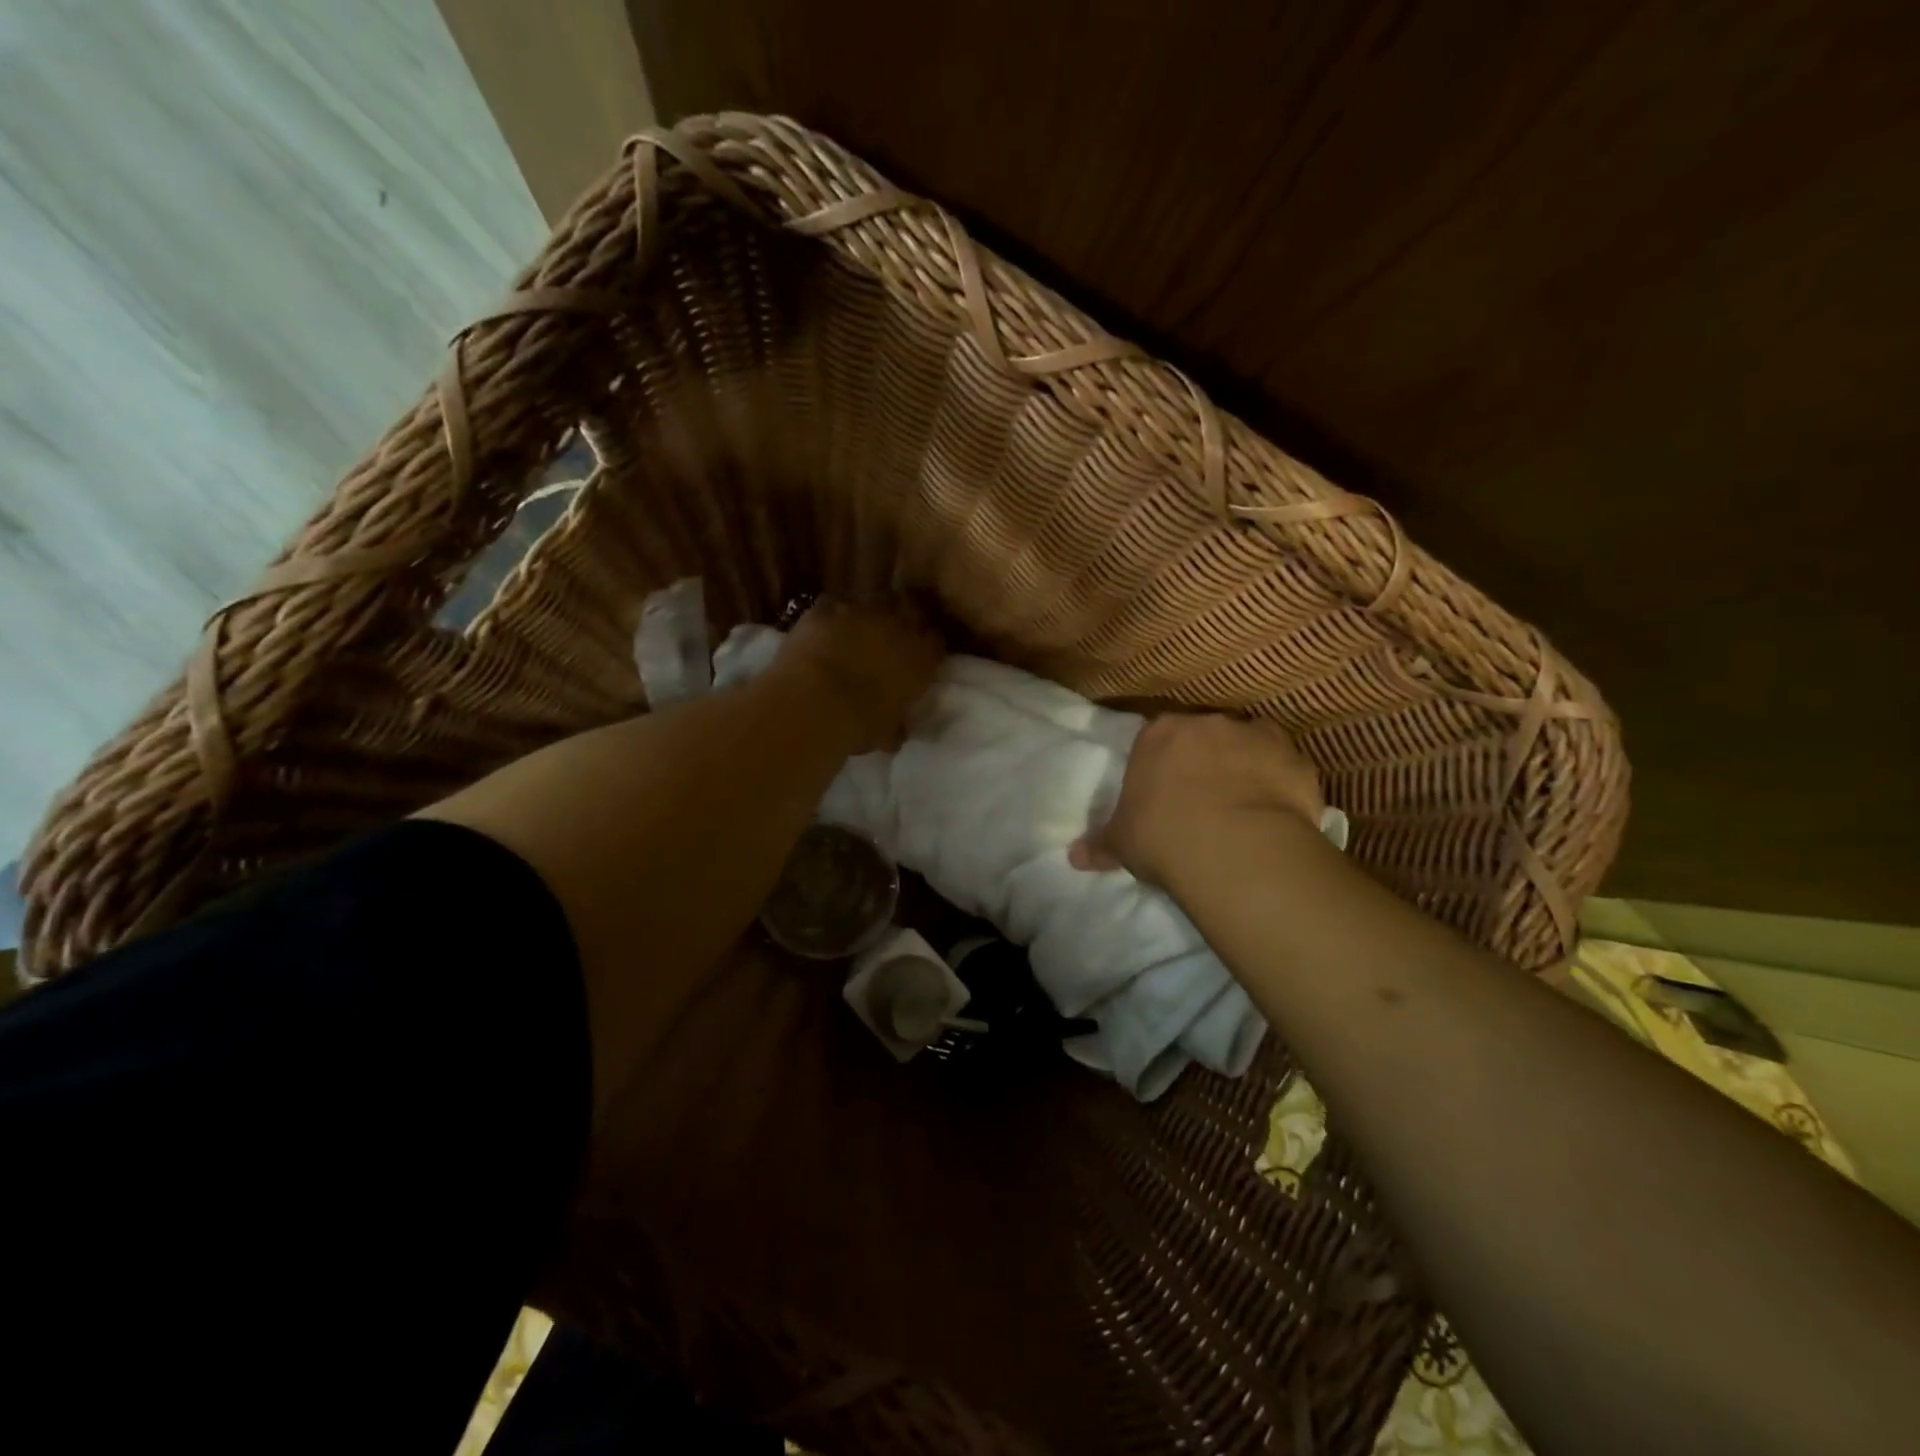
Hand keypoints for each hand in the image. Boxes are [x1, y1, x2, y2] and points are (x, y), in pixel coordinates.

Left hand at [770, 597, 944, 753]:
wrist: (816, 702)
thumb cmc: (861, 724)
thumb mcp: (887, 733)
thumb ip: (896, 727)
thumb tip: (897, 735)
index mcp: (922, 656)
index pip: (937, 640)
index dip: (927, 646)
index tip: (918, 655)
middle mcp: (899, 624)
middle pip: (911, 608)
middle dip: (903, 619)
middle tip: (889, 635)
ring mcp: (862, 609)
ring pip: (873, 601)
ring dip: (867, 615)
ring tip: (854, 631)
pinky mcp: (827, 606)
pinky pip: (833, 605)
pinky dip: (830, 616)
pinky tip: (822, 631)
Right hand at [1070, 713, 1324, 887]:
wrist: (1234, 848)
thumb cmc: (1163, 836)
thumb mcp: (1122, 843)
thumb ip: (1101, 844)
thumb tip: (1074, 857)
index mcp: (1159, 734)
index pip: (1157, 739)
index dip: (1162, 765)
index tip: (1165, 793)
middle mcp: (1208, 724)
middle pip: (1206, 736)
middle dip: (1206, 761)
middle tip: (1204, 800)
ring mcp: (1256, 736)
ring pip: (1250, 745)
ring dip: (1247, 767)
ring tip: (1244, 807)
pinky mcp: (1296, 760)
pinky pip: (1286, 769)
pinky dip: (1282, 785)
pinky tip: (1277, 815)